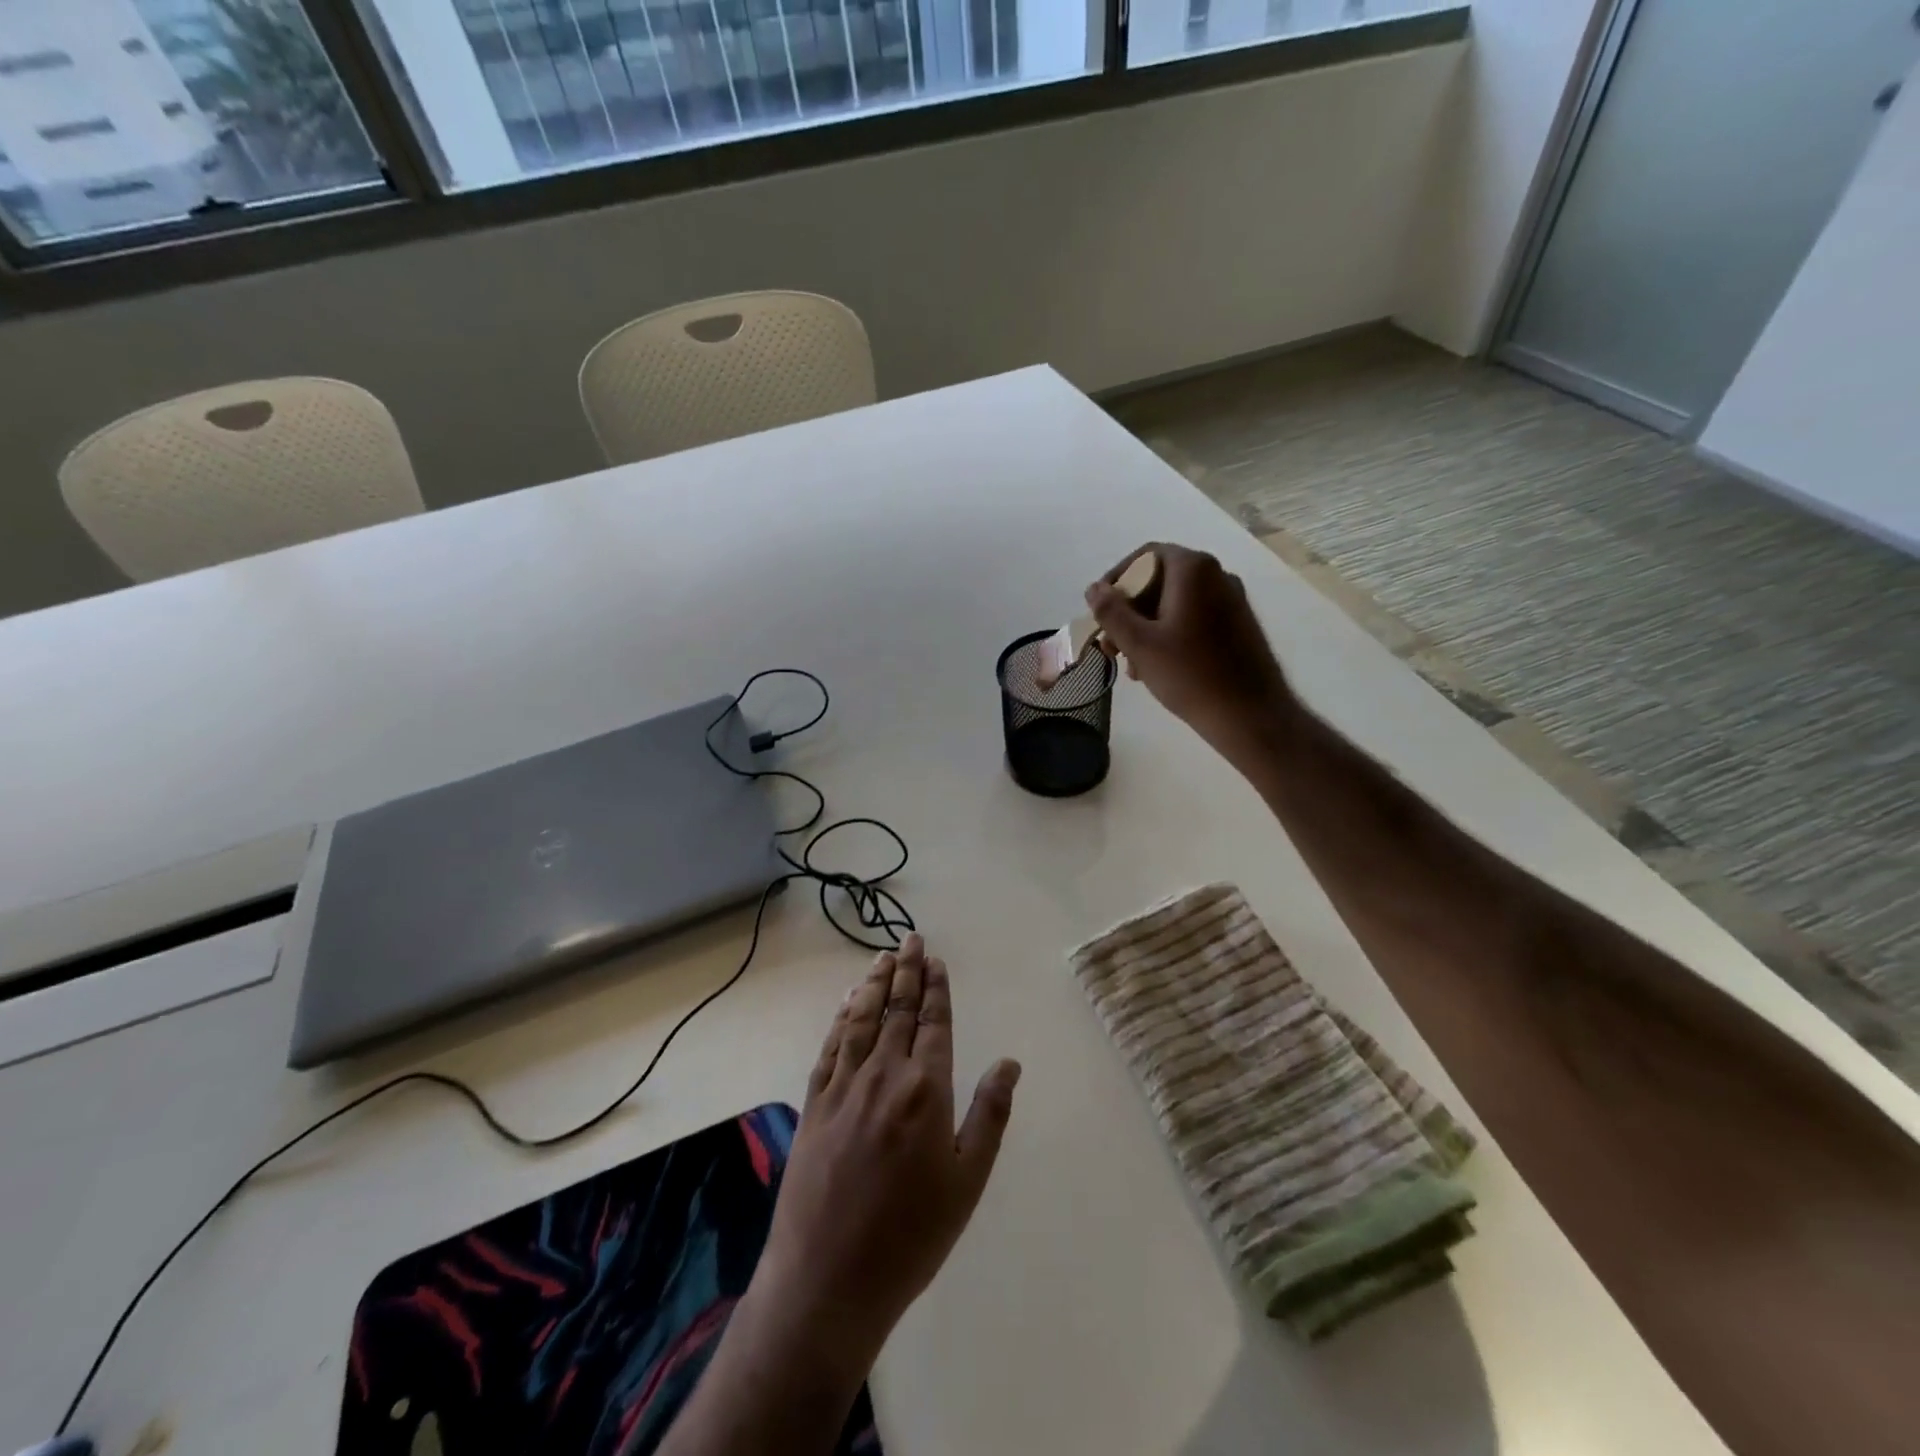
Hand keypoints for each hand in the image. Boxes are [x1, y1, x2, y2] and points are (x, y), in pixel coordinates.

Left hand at [751, 935, 1019, 1379]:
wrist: (829, 1279)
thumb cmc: (911, 1235)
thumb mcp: (967, 1182)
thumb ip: (989, 1115)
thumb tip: (1010, 1063)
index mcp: (926, 1090)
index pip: (933, 1022)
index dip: (935, 989)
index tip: (935, 960)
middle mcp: (884, 1075)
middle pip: (897, 1010)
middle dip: (906, 972)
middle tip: (910, 939)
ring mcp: (844, 1087)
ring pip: (862, 1020)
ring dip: (874, 985)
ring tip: (882, 958)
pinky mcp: (814, 1104)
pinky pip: (830, 1047)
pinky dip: (841, 1018)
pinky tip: (848, 1003)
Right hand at [1087, 543, 1294, 765]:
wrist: (1250, 714)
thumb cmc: (1189, 675)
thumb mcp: (1139, 643)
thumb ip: (1111, 612)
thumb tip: (1094, 589)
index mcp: (1193, 570)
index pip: (1146, 556)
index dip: (1117, 578)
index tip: (1099, 608)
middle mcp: (1216, 576)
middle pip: (1159, 580)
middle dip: (1129, 611)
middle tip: (1110, 644)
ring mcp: (1231, 600)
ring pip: (1174, 603)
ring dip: (1145, 627)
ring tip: (1130, 664)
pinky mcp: (1237, 625)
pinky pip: (1193, 618)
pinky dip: (1168, 635)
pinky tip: (1156, 668)